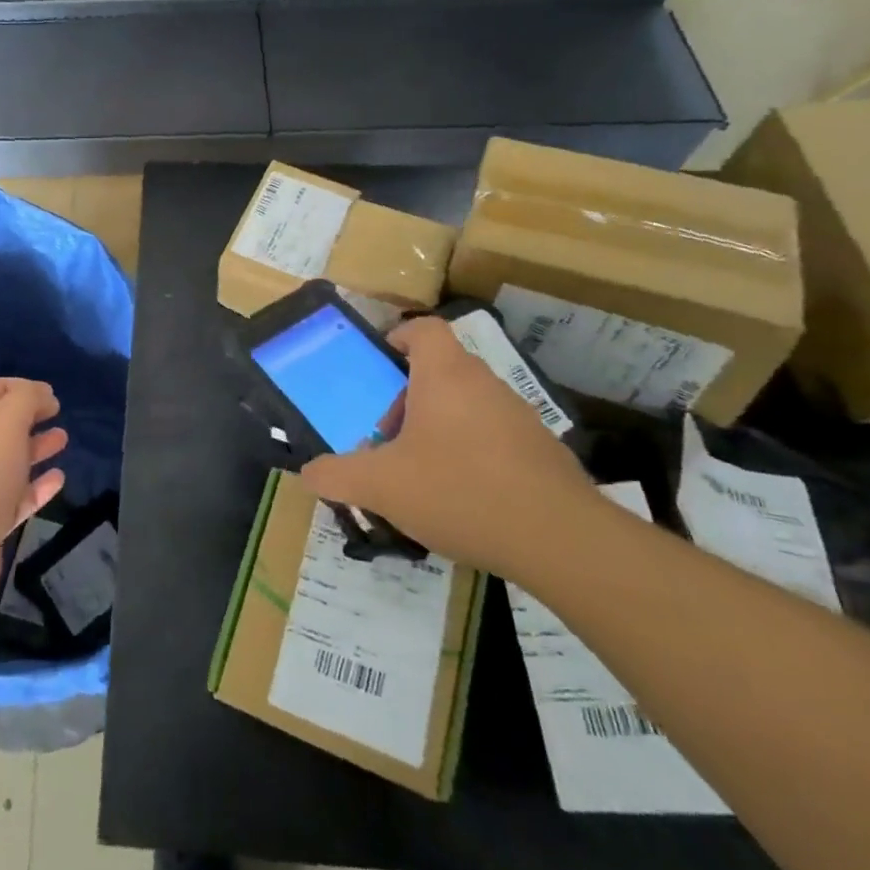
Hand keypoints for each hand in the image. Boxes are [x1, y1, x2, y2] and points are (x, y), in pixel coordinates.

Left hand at [0, 377, 68, 609]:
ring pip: (5, 462)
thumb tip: (40, 392)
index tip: (45, 392)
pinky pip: (12, 498)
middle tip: (56, 412)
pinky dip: (35, 487)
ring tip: (62, 439)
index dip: (12, 386)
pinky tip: (58, 480)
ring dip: (33, 448)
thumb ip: (25, 400)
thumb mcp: (5, 424)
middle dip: (26, 417)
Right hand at [299, 316, 597, 579]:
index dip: (398, 338)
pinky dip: (473, 455)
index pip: (423, 329)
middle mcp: (485, 384)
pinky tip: (464, 499)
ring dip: (440, 429)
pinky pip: (495, 438)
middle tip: (389, 440)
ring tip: (422, 475)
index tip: (380, 366)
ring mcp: (519, 416)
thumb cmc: (459, 491)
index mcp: (445, 375)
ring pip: (468, 406)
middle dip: (408, 400)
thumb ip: (338, 475)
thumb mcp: (382, 486)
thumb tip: (309, 472)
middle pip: (440, 372)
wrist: (560, 540)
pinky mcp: (543, 451)